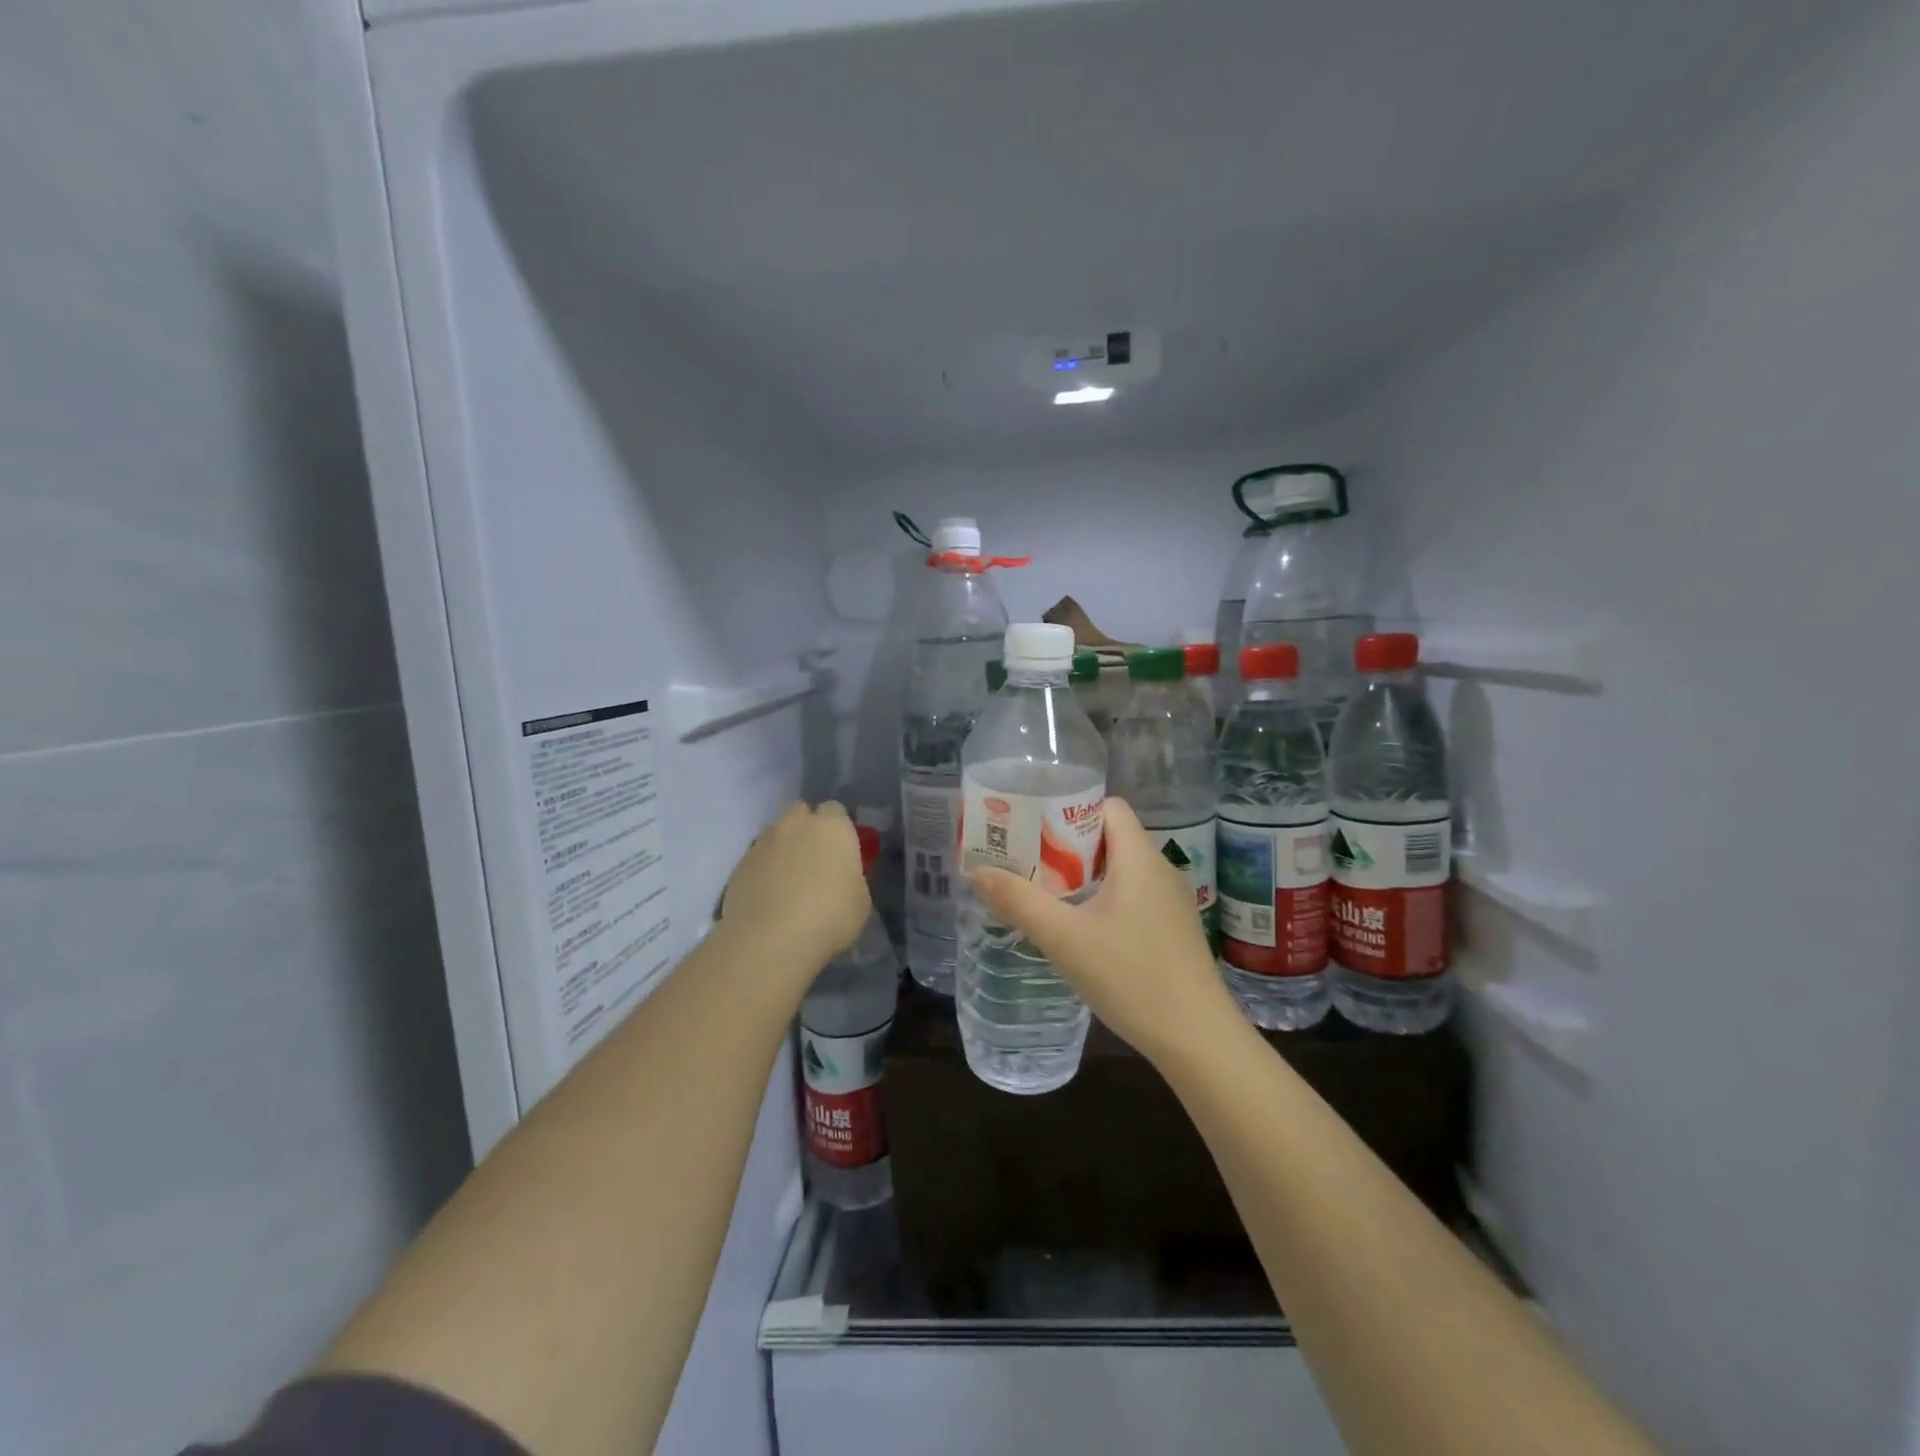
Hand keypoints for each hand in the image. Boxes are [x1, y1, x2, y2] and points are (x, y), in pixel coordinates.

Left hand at [719, 802, 871, 976]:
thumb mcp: (860, 900)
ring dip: (783, 849)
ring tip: (787, 882)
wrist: (770, 939)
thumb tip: (840, 876)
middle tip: (814, 860)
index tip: (841, 851)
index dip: (838, 829)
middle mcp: (796, 824)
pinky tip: (767, 897)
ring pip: (776, 834)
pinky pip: (756, 858)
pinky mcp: (739, 864)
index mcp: (833, 827)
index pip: (836, 811)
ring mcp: (764, 842)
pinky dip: (762, 870)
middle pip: (801, 813)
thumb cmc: (829, 917)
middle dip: (807, 829)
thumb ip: (851, 877)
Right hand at [970, 798, 1240, 1066]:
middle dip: (1066, 845)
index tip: (1032, 828)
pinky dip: (1103, 899)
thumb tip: (977, 872)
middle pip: (1110, 837)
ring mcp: (1171, 901)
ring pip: (1121, 870)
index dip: (1069, 809)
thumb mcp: (1065, 939)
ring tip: (1046, 894)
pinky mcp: (1173, 929)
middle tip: (1027, 862)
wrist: (1198, 1039)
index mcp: (1139, 858)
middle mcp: (1160, 869)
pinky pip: (1133, 896)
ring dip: (1083, 875)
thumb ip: (1019, 902)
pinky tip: (1081, 930)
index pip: (1107, 806)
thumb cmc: (1132, 977)